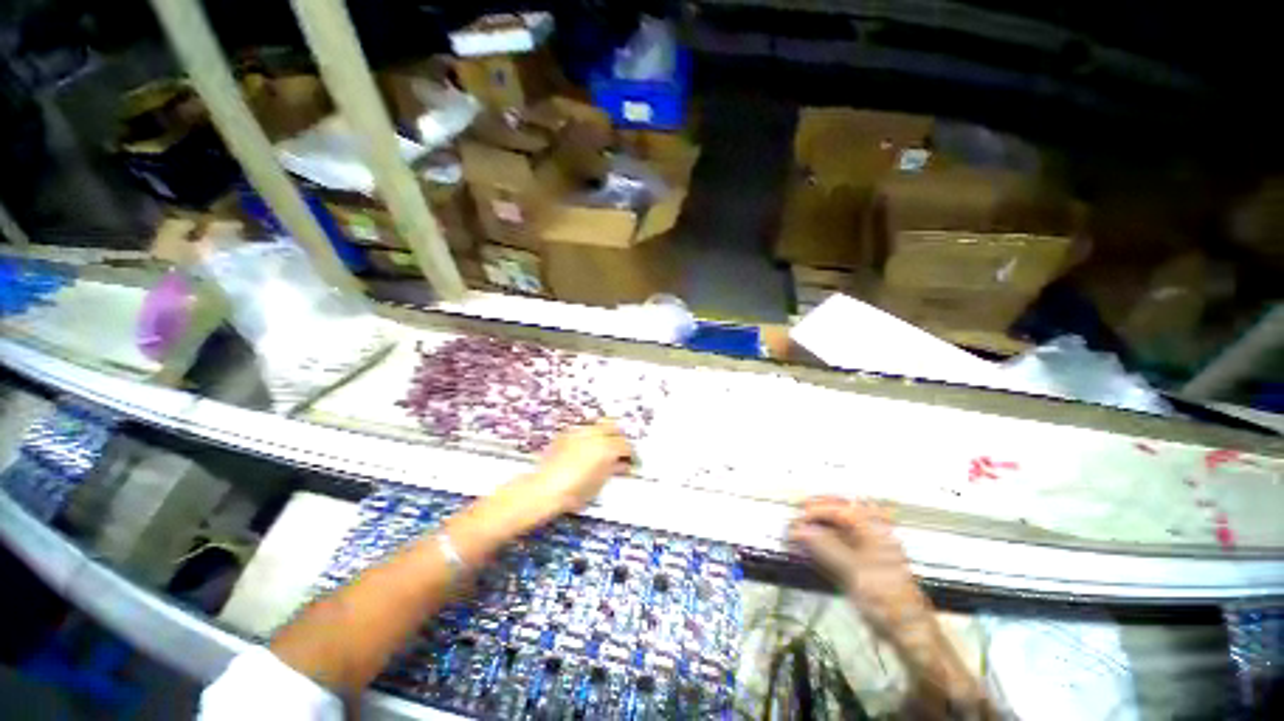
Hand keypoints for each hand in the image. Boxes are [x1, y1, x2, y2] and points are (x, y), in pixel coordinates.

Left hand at [530, 420, 632, 514]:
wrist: (545, 489)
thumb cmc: (575, 491)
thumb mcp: (600, 483)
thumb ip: (614, 469)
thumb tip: (622, 464)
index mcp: (607, 447)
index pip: (626, 446)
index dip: (631, 455)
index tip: (631, 461)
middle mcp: (595, 434)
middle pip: (615, 427)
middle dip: (619, 437)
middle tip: (619, 450)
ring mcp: (580, 431)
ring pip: (599, 424)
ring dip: (605, 433)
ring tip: (603, 446)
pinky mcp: (567, 432)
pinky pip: (584, 429)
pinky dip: (589, 435)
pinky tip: (586, 447)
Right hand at [788, 497, 932, 639]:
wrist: (907, 632)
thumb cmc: (886, 597)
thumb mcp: (853, 569)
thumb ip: (825, 546)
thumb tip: (799, 529)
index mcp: (874, 531)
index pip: (841, 509)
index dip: (818, 509)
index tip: (798, 515)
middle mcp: (870, 537)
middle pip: (839, 517)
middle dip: (816, 516)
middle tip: (796, 518)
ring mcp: (866, 553)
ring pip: (836, 534)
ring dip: (816, 532)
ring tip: (796, 533)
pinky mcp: (860, 569)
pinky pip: (837, 551)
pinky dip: (821, 548)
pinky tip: (808, 549)